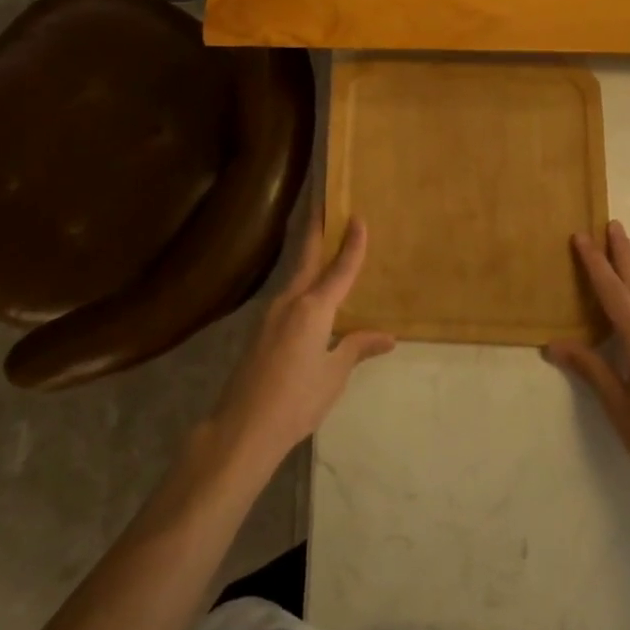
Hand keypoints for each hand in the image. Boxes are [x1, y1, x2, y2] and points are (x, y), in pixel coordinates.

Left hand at [210, 217, 393, 466]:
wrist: (242, 427)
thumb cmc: (296, 401)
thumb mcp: (333, 375)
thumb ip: (357, 347)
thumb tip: (387, 336)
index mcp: (313, 309)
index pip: (339, 269)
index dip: (352, 244)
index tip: (357, 216)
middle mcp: (290, 301)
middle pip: (306, 256)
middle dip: (316, 228)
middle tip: (324, 202)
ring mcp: (270, 313)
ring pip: (295, 274)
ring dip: (308, 254)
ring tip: (324, 242)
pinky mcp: (261, 329)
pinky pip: (288, 295)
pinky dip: (302, 281)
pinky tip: (311, 292)